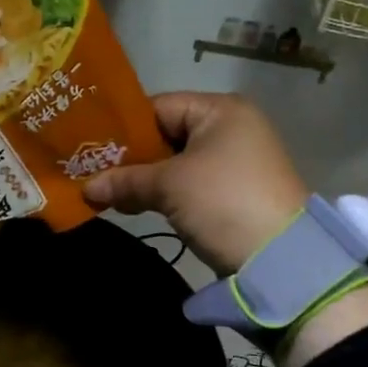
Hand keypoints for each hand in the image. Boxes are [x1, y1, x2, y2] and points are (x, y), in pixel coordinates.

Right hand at [83, 92, 308, 274]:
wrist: (281, 259)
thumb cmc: (223, 201)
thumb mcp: (169, 185)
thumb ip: (126, 180)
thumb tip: (86, 188)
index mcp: (220, 111)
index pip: (158, 107)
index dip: (123, 127)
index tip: (88, 146)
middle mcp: (229, 129)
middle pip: (165, 135)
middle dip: (129, 157)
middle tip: (90, 171)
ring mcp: (232, 163)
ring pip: (174, 163)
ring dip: (141, 179)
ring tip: (103, 192)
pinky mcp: (230, 194)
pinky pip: (186, 185)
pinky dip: (161, 193)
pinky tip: (130, 205)